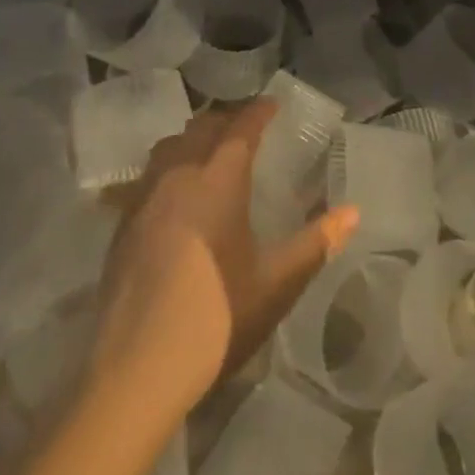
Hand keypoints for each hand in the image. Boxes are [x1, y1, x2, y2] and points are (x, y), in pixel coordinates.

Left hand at [92, 99, 358, 417]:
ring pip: (168, 147)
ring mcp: (143, 200)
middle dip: (226, 120)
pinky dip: (167, 168)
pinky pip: (147, 176)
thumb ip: (316, 242)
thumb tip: (353, 212)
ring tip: (210, 152)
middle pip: (201, 128)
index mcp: (218, 180)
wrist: (137, 369)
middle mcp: (178, 176)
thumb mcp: (277, 282)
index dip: (258, 112)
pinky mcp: (121, 226)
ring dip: (193, 139)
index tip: (273, 105)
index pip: (241, 129)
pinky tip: (174, 194)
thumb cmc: (217, 317)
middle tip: (247, 128)